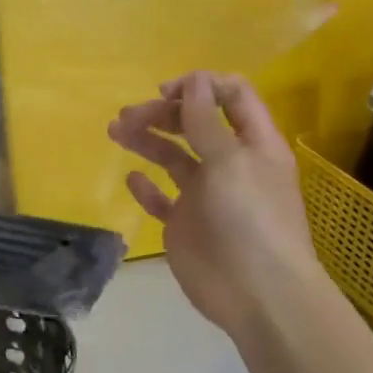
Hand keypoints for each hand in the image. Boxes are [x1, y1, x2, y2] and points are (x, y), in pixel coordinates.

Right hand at [108, 72, 331, 345]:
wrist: (257, 294)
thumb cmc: (250, 219)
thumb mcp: (230, 161)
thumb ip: (206, 121)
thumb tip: (194, 78)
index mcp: (252, 144)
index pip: (231, 97)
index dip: (199, 87)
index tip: (165, 92)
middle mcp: (229, 164)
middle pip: (194, 124)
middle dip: (162, 113)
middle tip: (129, 117)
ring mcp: (205, 194)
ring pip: (172, 156)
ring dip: (146, 140)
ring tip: (116, 131)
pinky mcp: (185, 223)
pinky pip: (161, 197)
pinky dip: (146, 186)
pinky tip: (132, 178)